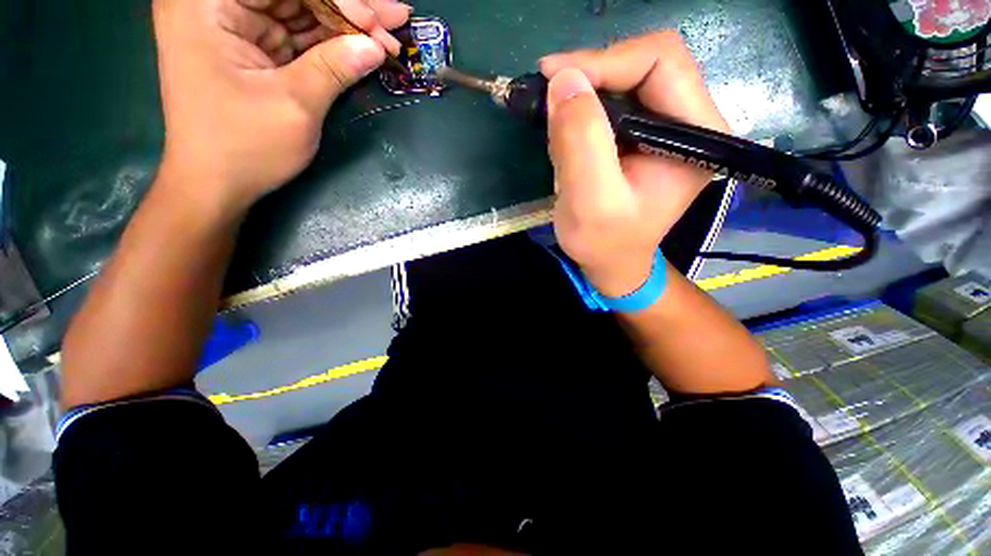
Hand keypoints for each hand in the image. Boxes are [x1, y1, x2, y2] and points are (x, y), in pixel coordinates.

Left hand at [153, 0, 409, 212]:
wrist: (216, 184)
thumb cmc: (244, 147)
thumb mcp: (294, 105)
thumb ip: (334, 68)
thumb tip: (376, 46)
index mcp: (206, 3)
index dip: (338, 0)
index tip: (376, 24)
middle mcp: (216, 3)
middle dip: (348, 8)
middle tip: (395, 16)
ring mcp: (234, 24)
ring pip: (301, 10)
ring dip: (347, 23)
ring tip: (389, 30)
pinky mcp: (251, 46)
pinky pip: (298, 34)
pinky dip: (332, 41)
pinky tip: (363, 43)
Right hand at [541, 32, 728, 296]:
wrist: (610, 262)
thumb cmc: (604, 243)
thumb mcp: (590, 202)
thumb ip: (581, 142)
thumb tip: (564, 80)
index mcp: (696, 135)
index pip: (661, 62)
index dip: (605, 61)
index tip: (553, 77)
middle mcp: (690, 121)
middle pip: (645, 63)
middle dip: (592, 74)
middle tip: (549, 94)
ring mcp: (666, 126)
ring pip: (625, 79)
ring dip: (584, 94)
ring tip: (556, 124)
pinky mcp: (643, 135)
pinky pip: (613, 102)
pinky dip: (583, 110)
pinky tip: (567, 134)